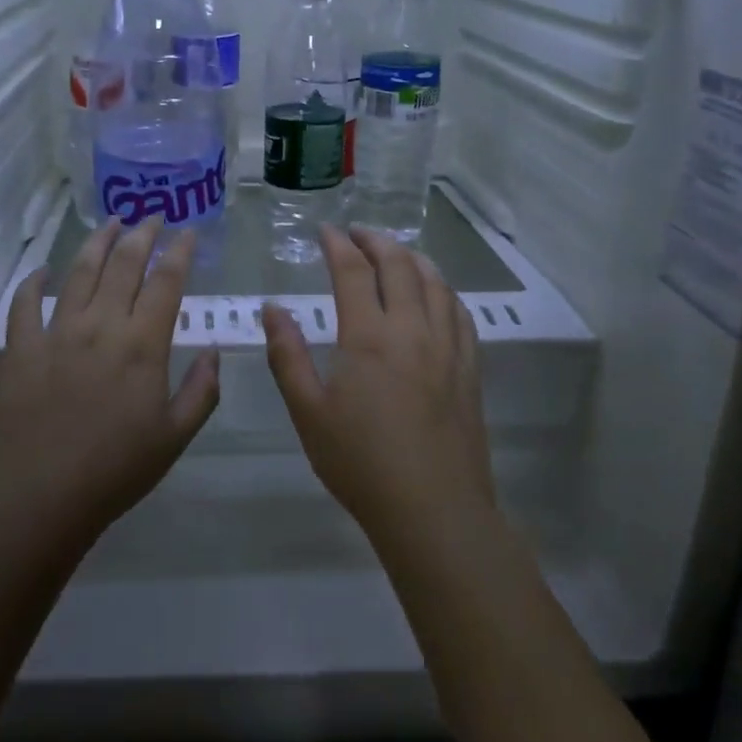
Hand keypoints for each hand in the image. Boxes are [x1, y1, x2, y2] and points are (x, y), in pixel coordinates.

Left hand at [0, 218, 220, 543]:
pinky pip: (25, 304)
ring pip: (79, 273)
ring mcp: (56, 333)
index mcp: (142, 345)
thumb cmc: (115, 470)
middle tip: (151, 216)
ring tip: (110, 223)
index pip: (166, 282)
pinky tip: (42, 271)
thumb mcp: (175, 437)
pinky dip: (34, 282)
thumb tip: (212, 350)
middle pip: (123, 265)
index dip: (179, 252)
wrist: (39, 498)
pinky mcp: (20, 349)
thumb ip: (201, 390)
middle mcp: (101, 326)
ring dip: (97, 243)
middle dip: (141, 235)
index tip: (188, 232)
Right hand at [264, 226, 492, 542]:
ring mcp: (447, 348)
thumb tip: (272, 309)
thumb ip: (287, 355)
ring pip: (435, 283)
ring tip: (396, 252)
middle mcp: (412, 330)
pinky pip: (460, 313)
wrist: (433, 510)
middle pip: (399, 266)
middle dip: (376, 241)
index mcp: (369, 337)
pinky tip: (436, 294)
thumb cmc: (360, 463)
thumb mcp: (308, 412)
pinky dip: (443, 290)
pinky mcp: (469, 369)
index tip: (325, 231)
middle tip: (357, 233)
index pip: (353, 272)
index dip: (338, 245)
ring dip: (413, 258)